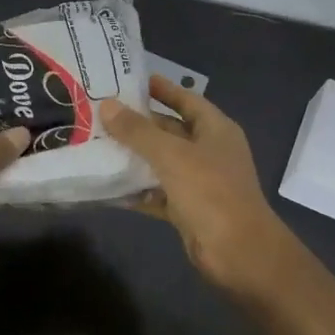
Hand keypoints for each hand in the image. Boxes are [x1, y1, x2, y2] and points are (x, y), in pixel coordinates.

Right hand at [100, 77, 298, 293]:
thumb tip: (106, 106)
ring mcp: (199, 182)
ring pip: (161, 163)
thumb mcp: (172, 155)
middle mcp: (209, 151)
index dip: (162, 89)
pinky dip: (136, 190)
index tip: (130, 80)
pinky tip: (107, 186)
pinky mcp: (187, 209)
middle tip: (101, 113)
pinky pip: (157, 193)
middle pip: (170, 130)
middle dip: (139, 124)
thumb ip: (138, 131)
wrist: (239, 253)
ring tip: (96, 144)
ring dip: (134, 157)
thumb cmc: (211, 192)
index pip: (186, 99)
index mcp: (215, 130)